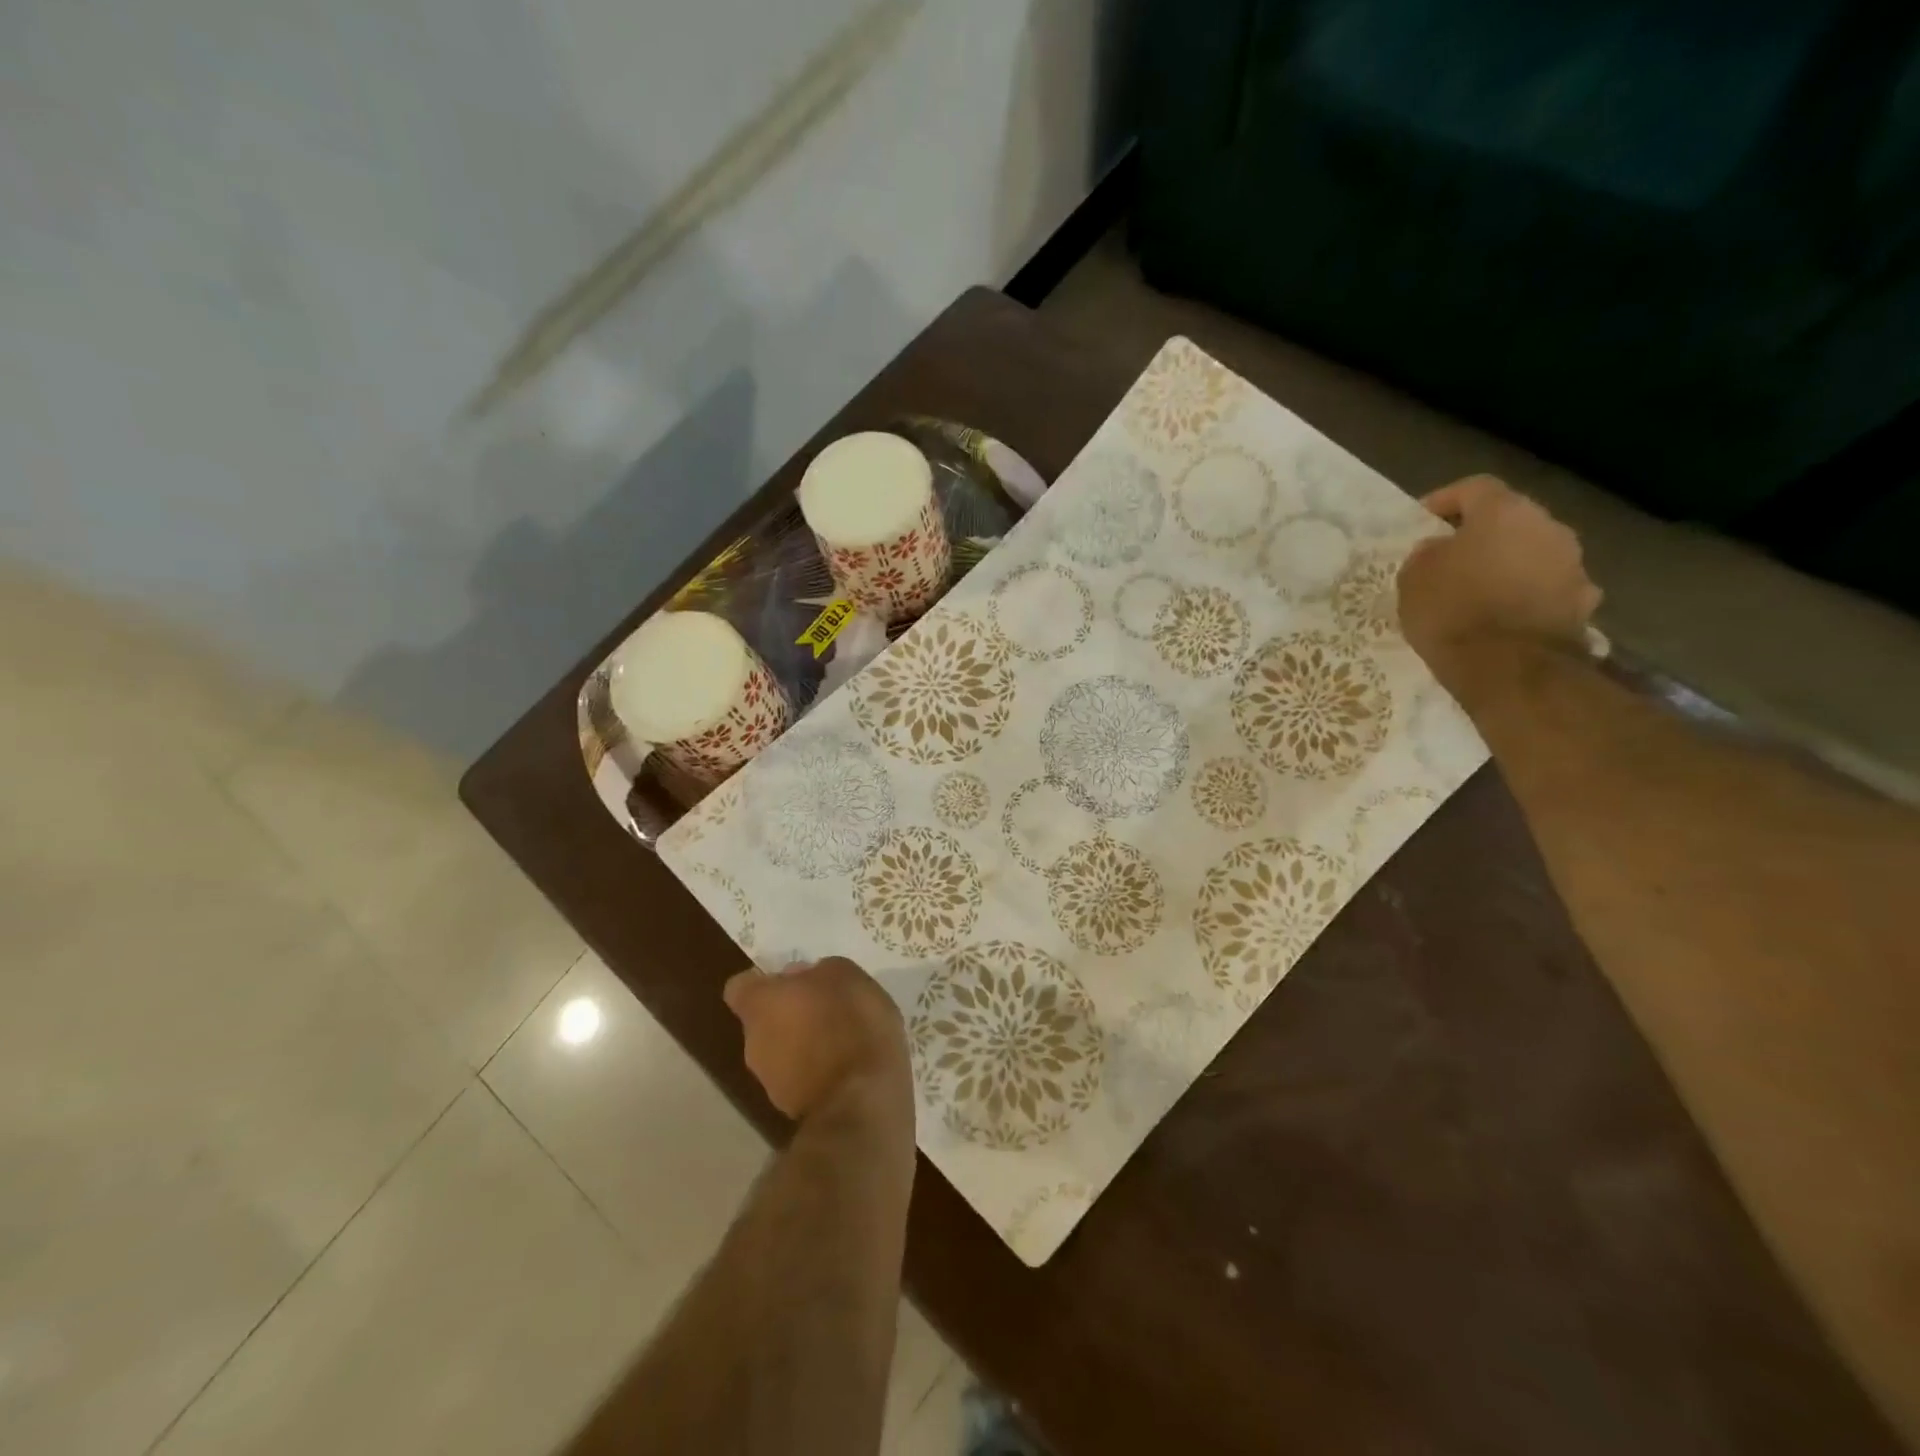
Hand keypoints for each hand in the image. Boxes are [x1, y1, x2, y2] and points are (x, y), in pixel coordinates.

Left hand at [724, 957, 911, 1121]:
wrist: (862, 1104)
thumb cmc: (850, 1025)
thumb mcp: (846, 976)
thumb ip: (820, 971)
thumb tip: (805, 978)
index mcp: (759, 1005)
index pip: (740, 987)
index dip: (764, 981)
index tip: (793, 980)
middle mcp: (753, 1043)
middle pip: (764, 1020)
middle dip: (791, 1013)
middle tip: (828, 1006)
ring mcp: (770, 1082)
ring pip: (782, 1051)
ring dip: (806, 1043)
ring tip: (844, 1039)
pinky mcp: (793, 1110)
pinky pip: (802, 1078)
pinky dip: (819, 1071)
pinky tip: (849, 1067)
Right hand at [1397, 474, 1600, 670]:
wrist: (1509, 666)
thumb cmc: (1452, 611)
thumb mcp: (1414, 577)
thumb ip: (1428, 554)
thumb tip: (1441, 550)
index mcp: (1506, 512)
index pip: (1474, 488)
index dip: (1444, 500)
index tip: (1421, 521)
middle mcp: (1549, 527)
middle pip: (1510, 520)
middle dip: (1480, 536)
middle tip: (1449, 558)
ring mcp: (1572, 565)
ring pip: (1531, 554)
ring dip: (1505, 566)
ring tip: (1476, 593)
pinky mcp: (1581, 603)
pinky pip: (1545, 589)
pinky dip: (1525, 597)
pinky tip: (1503, 619)